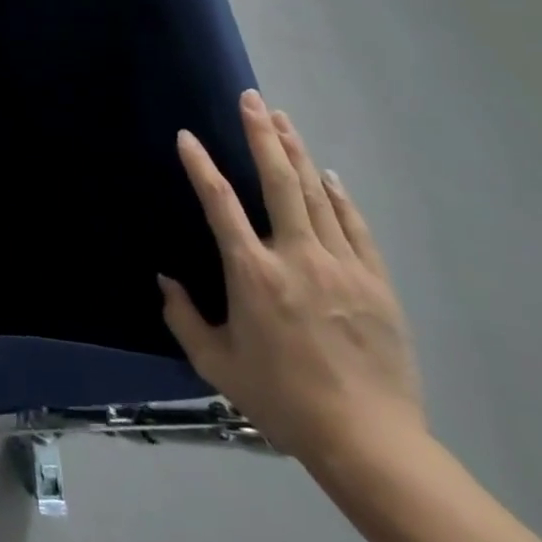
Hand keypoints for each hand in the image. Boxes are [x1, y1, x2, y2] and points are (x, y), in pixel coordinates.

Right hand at [160, 91, 423, 470]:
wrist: (370, 443)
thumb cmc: (283, 401)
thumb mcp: (218, 366)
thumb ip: (185, 318)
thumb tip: (165, 279)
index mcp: (254, 275)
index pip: (220, 204)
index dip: (200, 165)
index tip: (187, 136)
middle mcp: (297, 257)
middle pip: (279, 181)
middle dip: (263, 135)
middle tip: (252, 99)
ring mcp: (342, 266)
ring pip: (317, 194)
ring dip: (297, 152)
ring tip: (282, 119)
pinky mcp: (375, 282)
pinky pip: (354, 226)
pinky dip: (339, 196)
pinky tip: (328, 174)